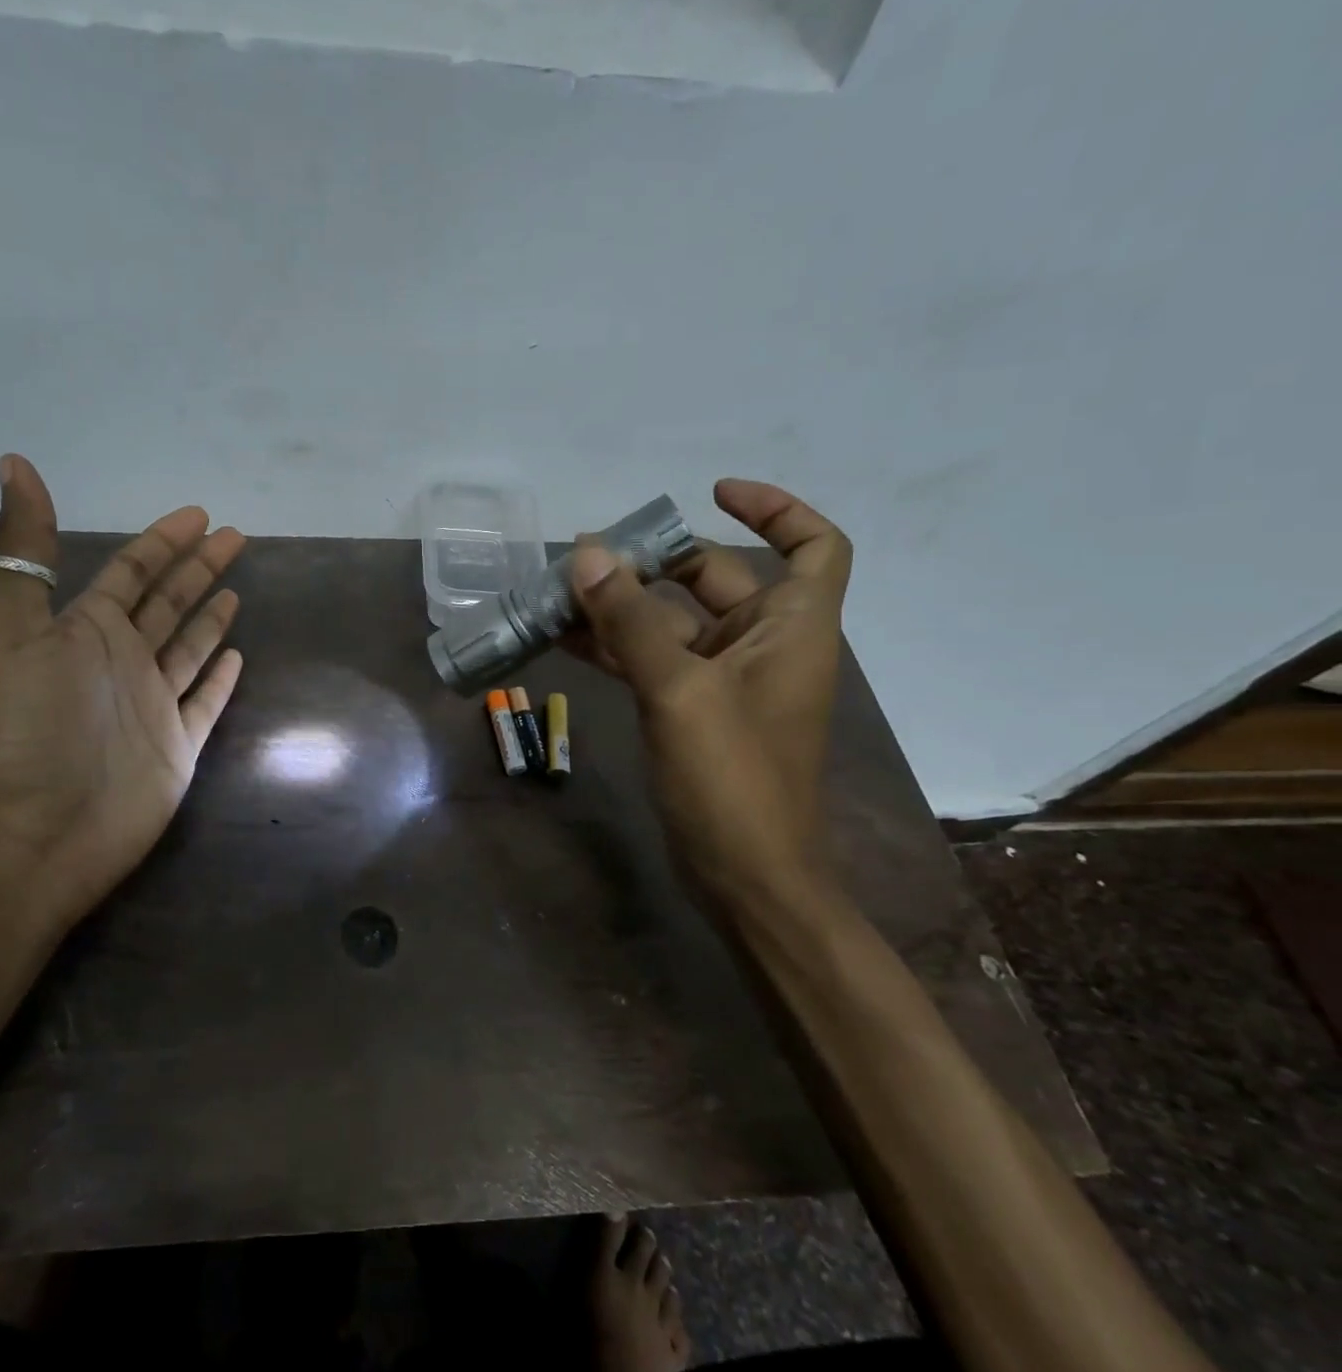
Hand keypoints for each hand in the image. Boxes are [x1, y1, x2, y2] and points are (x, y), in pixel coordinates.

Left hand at [0, 454, 244, 925]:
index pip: (132, 571)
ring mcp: (151, 706)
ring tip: (235, 592)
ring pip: (188, 649)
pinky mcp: (176, 747)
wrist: (37, 831)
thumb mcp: (10, 625)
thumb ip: (22, 548)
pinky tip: (238, 658)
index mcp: (84, 630)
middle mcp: (120, 662)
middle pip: (168, 603)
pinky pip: (205, 703)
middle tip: (235, 538)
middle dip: (199, 568)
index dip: (164, 541)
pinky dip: (219, 680)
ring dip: (210, 619)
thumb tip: (13, 462)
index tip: (198, 515)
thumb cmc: (27, 725)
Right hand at [568, 479, 851, 902]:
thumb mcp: (679, 690)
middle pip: (715, 578)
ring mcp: (722, 681)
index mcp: (791, 629)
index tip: (711, 494)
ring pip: (671, 622)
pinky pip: (650, 660)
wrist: (745, 877)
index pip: (813, 545)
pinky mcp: (690, 711)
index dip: (774, 509)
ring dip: (621, 606)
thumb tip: (587, 553)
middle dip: (654, 560)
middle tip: (589, 554)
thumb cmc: (733, 779)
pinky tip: (562, 637)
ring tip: (559, 590)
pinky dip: (613, 646)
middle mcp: (762, 646)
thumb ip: (630, 620)